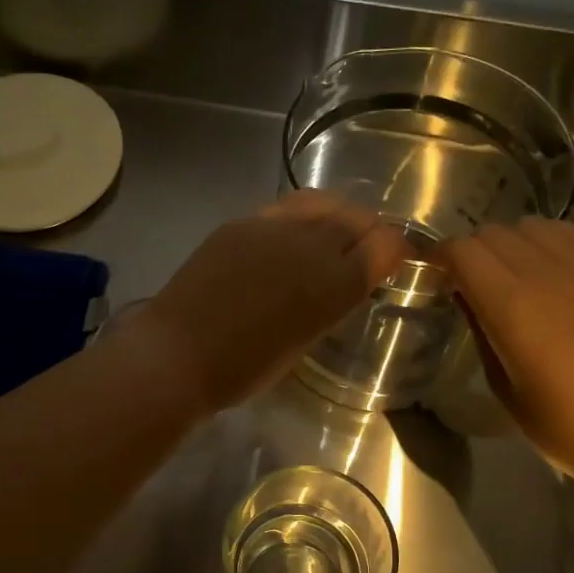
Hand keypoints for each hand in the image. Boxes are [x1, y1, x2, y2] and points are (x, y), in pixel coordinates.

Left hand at [129, 191, 407, 413]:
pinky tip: (291, 236)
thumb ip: (329, 306)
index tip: (394, 260)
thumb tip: (342, 283)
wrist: (177, 353)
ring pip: (322, 203)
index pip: (385, 246)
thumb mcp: (302, 343)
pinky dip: (301, 217)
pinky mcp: (240, 223)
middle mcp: (310, 245)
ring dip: (337, 215)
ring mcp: (272, 227)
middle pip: (357, 218)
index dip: (396, 251)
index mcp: (333, 285)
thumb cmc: (242, 369)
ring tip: (331, 234)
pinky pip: (284, 208)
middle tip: (366, 246)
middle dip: (370, 231)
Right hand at [445, 218, 573, 486]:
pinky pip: (570, 233)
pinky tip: (549, 268)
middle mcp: (546, 274)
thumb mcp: (501, 384)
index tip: (434, 277)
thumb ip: (480, 330)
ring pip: (530, 226)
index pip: (461, 251)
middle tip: (468, 282)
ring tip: (510, 274)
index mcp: (511, 305)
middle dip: (470, 252)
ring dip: (510, 244)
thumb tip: (464, 296)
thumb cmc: (561, 423)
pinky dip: (549, 241)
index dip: (440, 259)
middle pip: (492, 233)